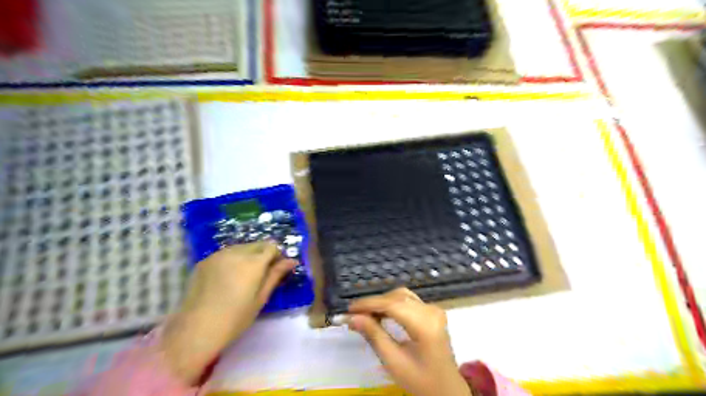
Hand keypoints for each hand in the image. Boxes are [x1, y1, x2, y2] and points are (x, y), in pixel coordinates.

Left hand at [161, 241, 295, 383]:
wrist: (196, 329)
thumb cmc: (235, 318)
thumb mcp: (261, 298)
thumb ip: (276, 275)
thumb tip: (292, 261)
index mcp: (253, 262)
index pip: (272, 246)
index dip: (277, 256)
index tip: (276, 269)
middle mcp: (236, 252)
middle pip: (257, 244)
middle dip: (263, 254)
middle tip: (261, 274)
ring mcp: (218, 255)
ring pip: (241, 247)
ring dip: (247, 255)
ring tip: (243, 276)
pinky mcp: (204, 261)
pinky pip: (225, 253)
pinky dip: (232, 260)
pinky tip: (227, 278)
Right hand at [348, 287, 473, 394]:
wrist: (447, 390)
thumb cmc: (420, 381)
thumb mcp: (394, 362)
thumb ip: (374, 335)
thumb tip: (353, 318)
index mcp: (425, 325)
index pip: (392, 304)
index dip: (369, 304)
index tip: (349, 309)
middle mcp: (431, 311)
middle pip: (397, 297)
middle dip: (374, 303)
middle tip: (354, 314)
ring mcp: (434, 310)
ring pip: (402, 296)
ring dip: (382, 302)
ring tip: (365, 313)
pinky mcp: (432, 312)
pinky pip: (408, 301)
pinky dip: (392, 304)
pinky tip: (381, 313)